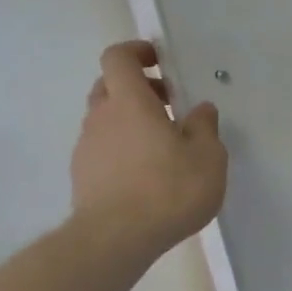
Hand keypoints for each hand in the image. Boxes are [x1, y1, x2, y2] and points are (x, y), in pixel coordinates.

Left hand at [69, 41, 227, 261]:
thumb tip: (201, 110)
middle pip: (110, 86)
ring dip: (131, 120)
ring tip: (164, 145)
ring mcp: (87, 147)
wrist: (117, 238)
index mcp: (130, 103)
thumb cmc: (169, 189)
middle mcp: (101, 117)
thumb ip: (205, 128)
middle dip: (138, 88)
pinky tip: (148, 173)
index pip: (118, 58)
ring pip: (106, 118)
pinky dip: (123, 147)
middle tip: (169, 104)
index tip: (159, 60)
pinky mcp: (83, 175)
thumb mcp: (208, 157)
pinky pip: (104, 147)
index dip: (136, 52)